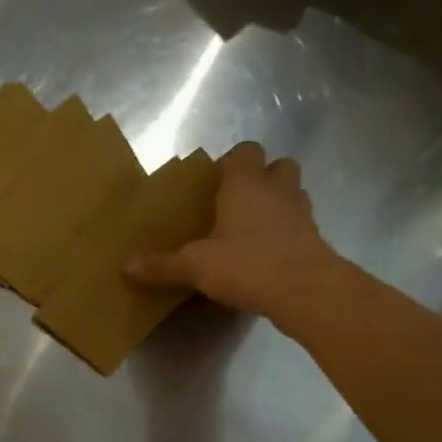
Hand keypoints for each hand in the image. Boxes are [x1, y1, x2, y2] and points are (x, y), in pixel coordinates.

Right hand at [124, 142, 341, 320]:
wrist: (305, 290)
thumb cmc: (247, 263)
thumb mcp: (195, 266)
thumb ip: (163, 265)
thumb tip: (126, 266)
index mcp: (246, 184)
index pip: (244, 151)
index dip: (230, 162)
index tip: (213, 182)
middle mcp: (277, 189)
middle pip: (277, 166)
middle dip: (260, 178)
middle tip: (236, 202)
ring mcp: (301, 213)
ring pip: (291, 193)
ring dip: (275, 203)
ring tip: (250, 228)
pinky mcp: (315, 238)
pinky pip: (297, 224)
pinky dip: (284, 232)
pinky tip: (265, 254)